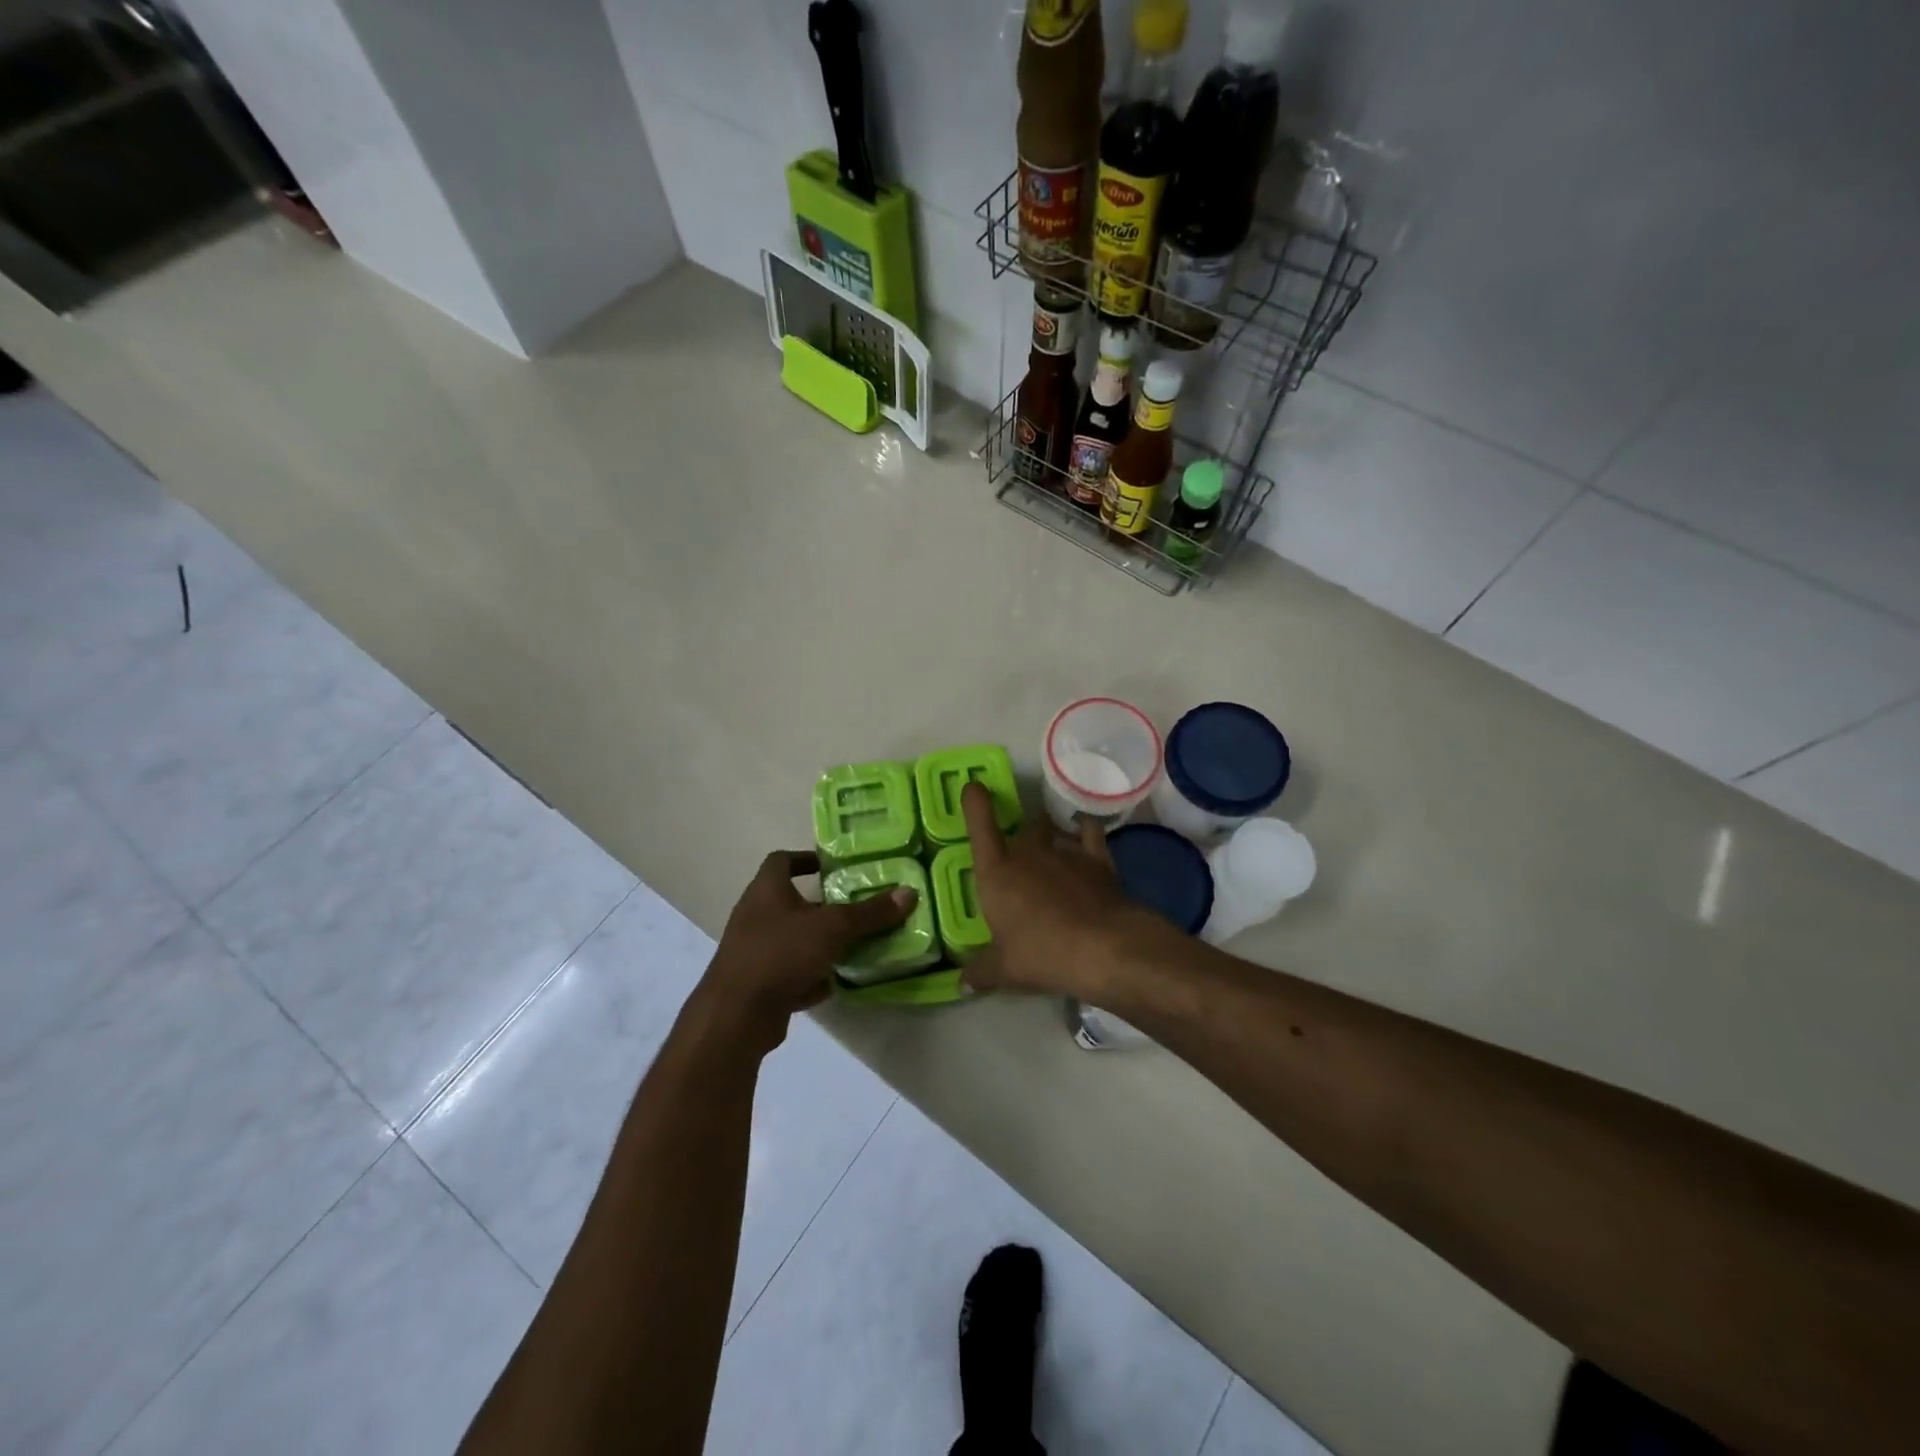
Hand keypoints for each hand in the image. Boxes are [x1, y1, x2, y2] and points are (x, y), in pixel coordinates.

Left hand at [697, 850, 913, 1052]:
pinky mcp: (755, 983)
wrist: (736, 1015)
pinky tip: (832, 983)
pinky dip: (808, 975)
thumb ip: (871, 912)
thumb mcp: (834, 928)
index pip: (781, 860)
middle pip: (789, 901)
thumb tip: (909, 892)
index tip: (831, 866)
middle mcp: (754, 915)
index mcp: (766, 890)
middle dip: (821, 905)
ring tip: (850, 945)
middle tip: (853, 908)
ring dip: (816, 942)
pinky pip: (787, 971)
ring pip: (790, 938)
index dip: (805, 859)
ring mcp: (752, 951)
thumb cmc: (782, 953)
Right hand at [960, 783, 1157, 998]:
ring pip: (1052, 829)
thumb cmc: (1041, 954)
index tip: (974, 786)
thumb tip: (962, 984)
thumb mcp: (1005, 970)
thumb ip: (981, 972)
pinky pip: (1089, 832)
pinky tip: (1085, 834)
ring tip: (1052, 850)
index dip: (974, 800)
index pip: (980, 823)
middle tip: (1020, 857)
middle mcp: (1028, 851)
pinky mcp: (1097, 858)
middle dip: (1020, 837)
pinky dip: (1085, 830)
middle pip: (1022, 828)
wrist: (1103, 948)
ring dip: (1050, 835)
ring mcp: (1064, 851)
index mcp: (997, 870)